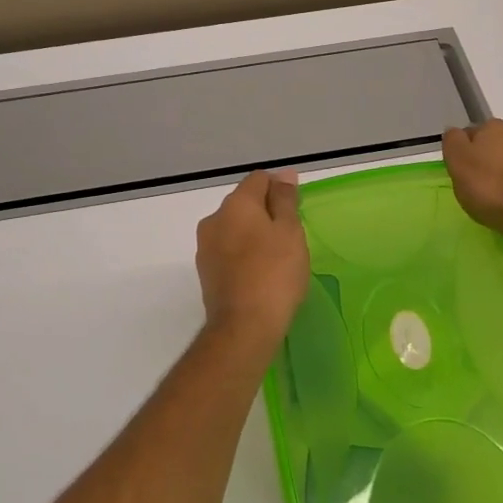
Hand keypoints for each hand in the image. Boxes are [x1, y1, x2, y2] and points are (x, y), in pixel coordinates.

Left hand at [195, 170, 308, 349]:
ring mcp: (206, 247)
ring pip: (235, 228)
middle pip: (244, 203)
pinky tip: (260, 273)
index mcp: (236, 204)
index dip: (280, 188)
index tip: (297, 209)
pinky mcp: (205, 272)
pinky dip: (244, 254)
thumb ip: (286, 200)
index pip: (259, 179)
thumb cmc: (275, 274)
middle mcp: (214, 219)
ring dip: (254, 234)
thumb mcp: (290, 232)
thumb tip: (283, 175)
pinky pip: (228, 251)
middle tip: (291, 236)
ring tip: (277, 257)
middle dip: (266, 212)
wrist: (243, 327)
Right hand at [443, 120, 502, 258]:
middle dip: (489, 160)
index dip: (464, 153)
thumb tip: (454, 132)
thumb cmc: (493, 190)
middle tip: (482, 186)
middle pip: (496, 145)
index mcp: (492, 128)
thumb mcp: (459, 166)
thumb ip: (454, 144)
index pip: (470, 134)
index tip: (462, 173)